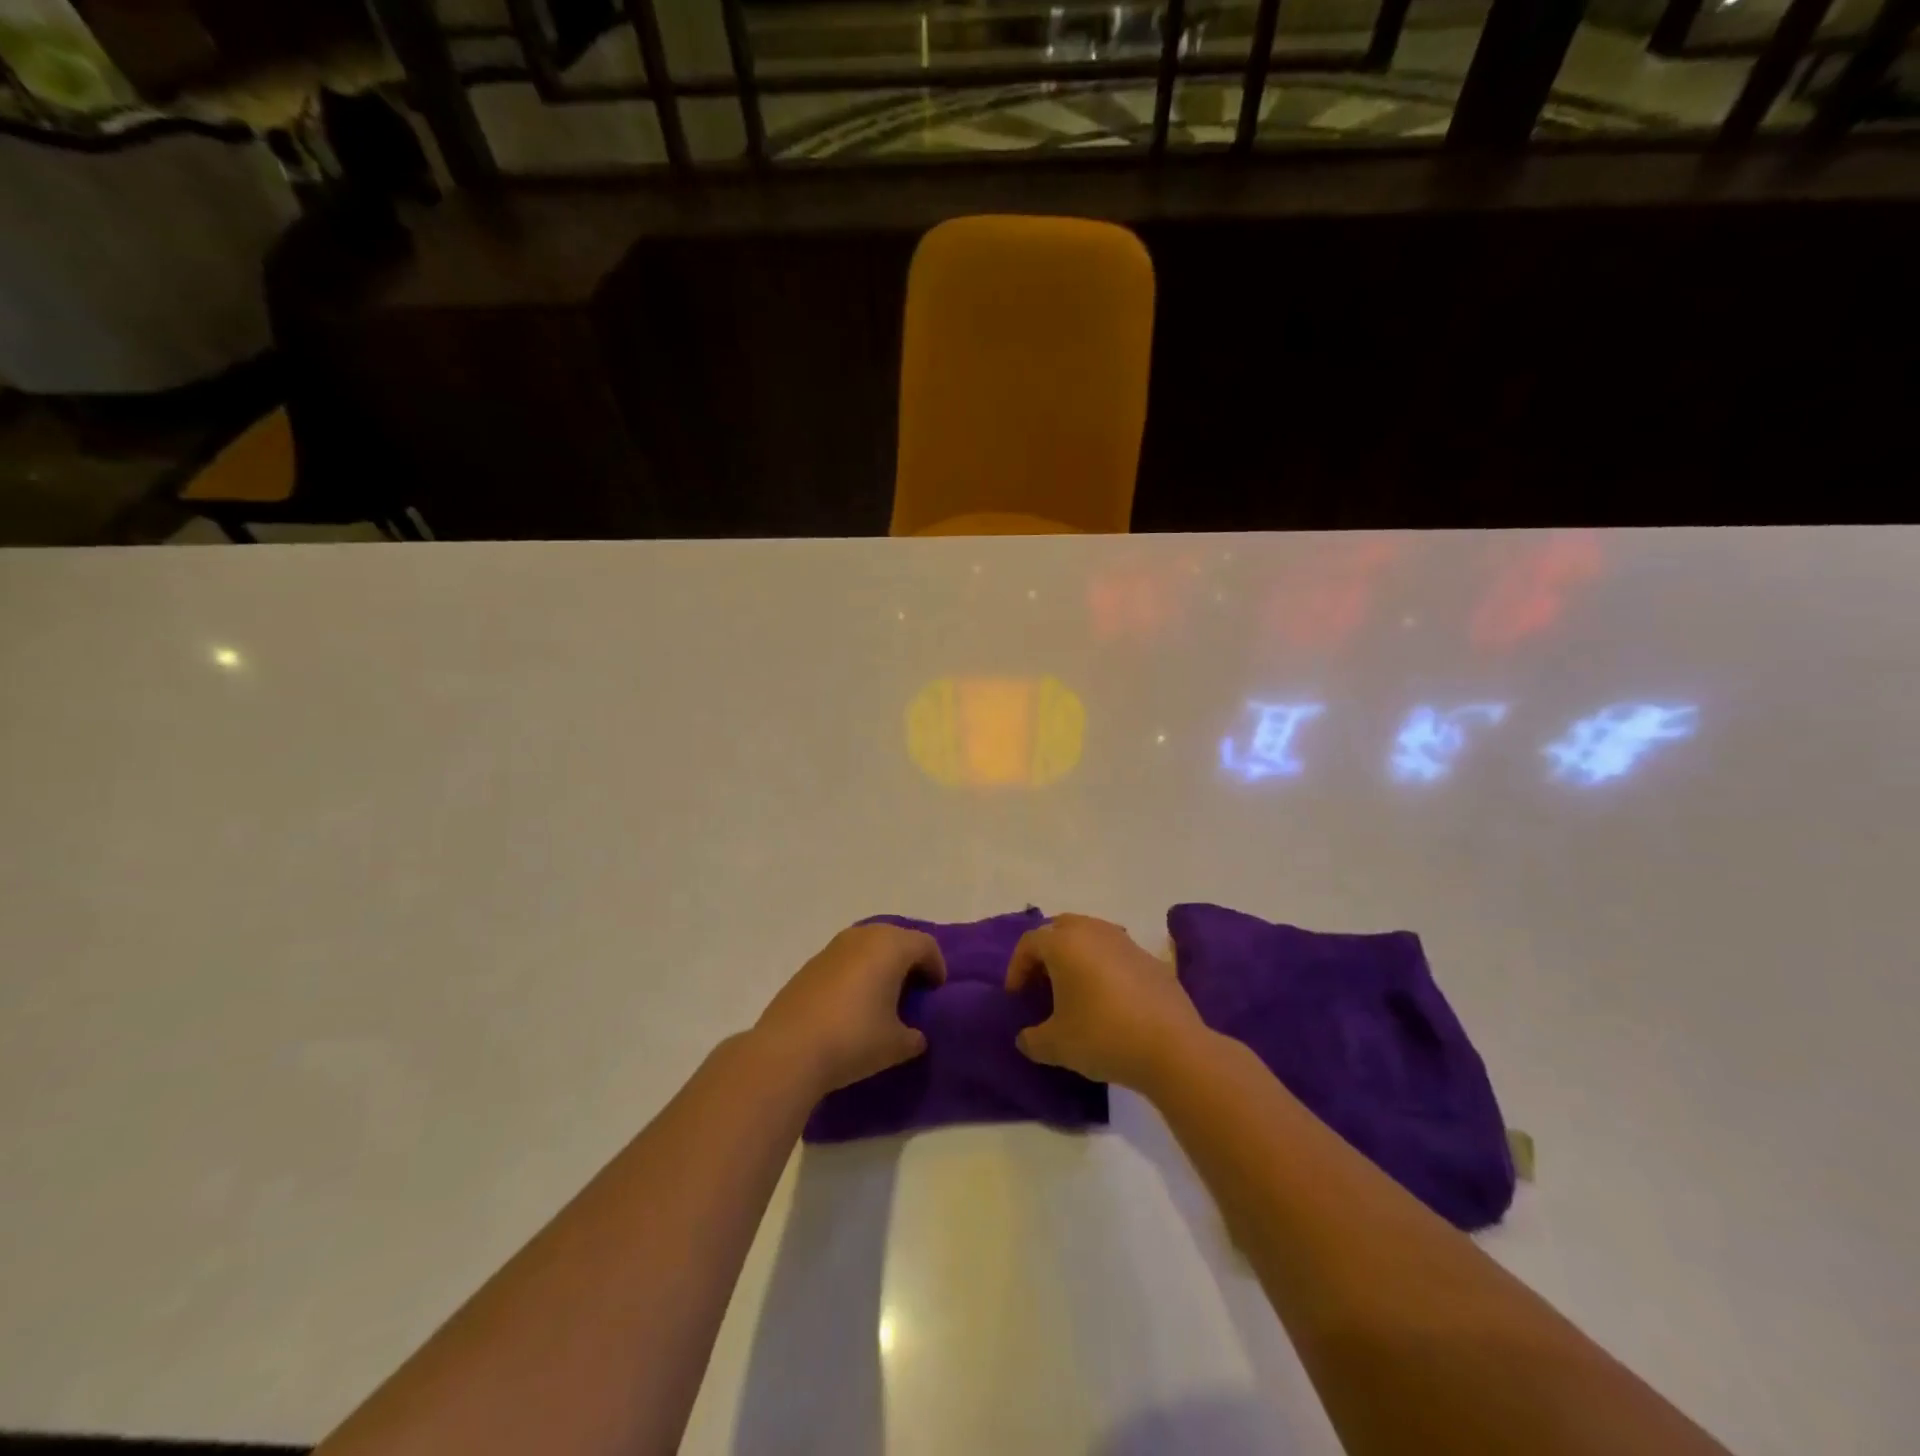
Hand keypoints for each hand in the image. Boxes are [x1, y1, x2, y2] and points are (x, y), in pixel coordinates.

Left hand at [756, 924, 946, 1095]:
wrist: (788, 1050)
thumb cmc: (854, 1039)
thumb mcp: (897, 1045)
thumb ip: (914, 1036)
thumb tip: (914, 1035)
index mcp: (891, 946)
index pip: (926, 945)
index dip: (937, 967)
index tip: (935, 993)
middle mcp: (863, 936)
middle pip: (897, 938)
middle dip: (909, 961)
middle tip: (913, 991)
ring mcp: (832, 948)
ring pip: (868, 946)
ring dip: (880, 965)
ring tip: (882, 998)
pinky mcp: (810, 965)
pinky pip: (845, 960)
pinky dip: (856, 973)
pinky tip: (852, 1004)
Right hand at [1006, 914, 1206, 1090]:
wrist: (1172, 1047)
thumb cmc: (1103, 1037)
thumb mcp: (1056, 1045)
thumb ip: (1032, 1040)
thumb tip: (1025, 1039)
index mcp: (1064, 943)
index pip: (1029, 943)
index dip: (1017, 968)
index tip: (1017, 997)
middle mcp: (1093, 931)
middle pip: (1059, 929)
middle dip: (1046, 953)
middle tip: (1042, 984)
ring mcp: (1125, 941)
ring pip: (1090, 936)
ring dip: (1076, 956)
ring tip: (1075, 990)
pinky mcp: (1150, 958)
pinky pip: (1115, 953)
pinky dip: (1103, 967)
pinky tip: (1108, 999)